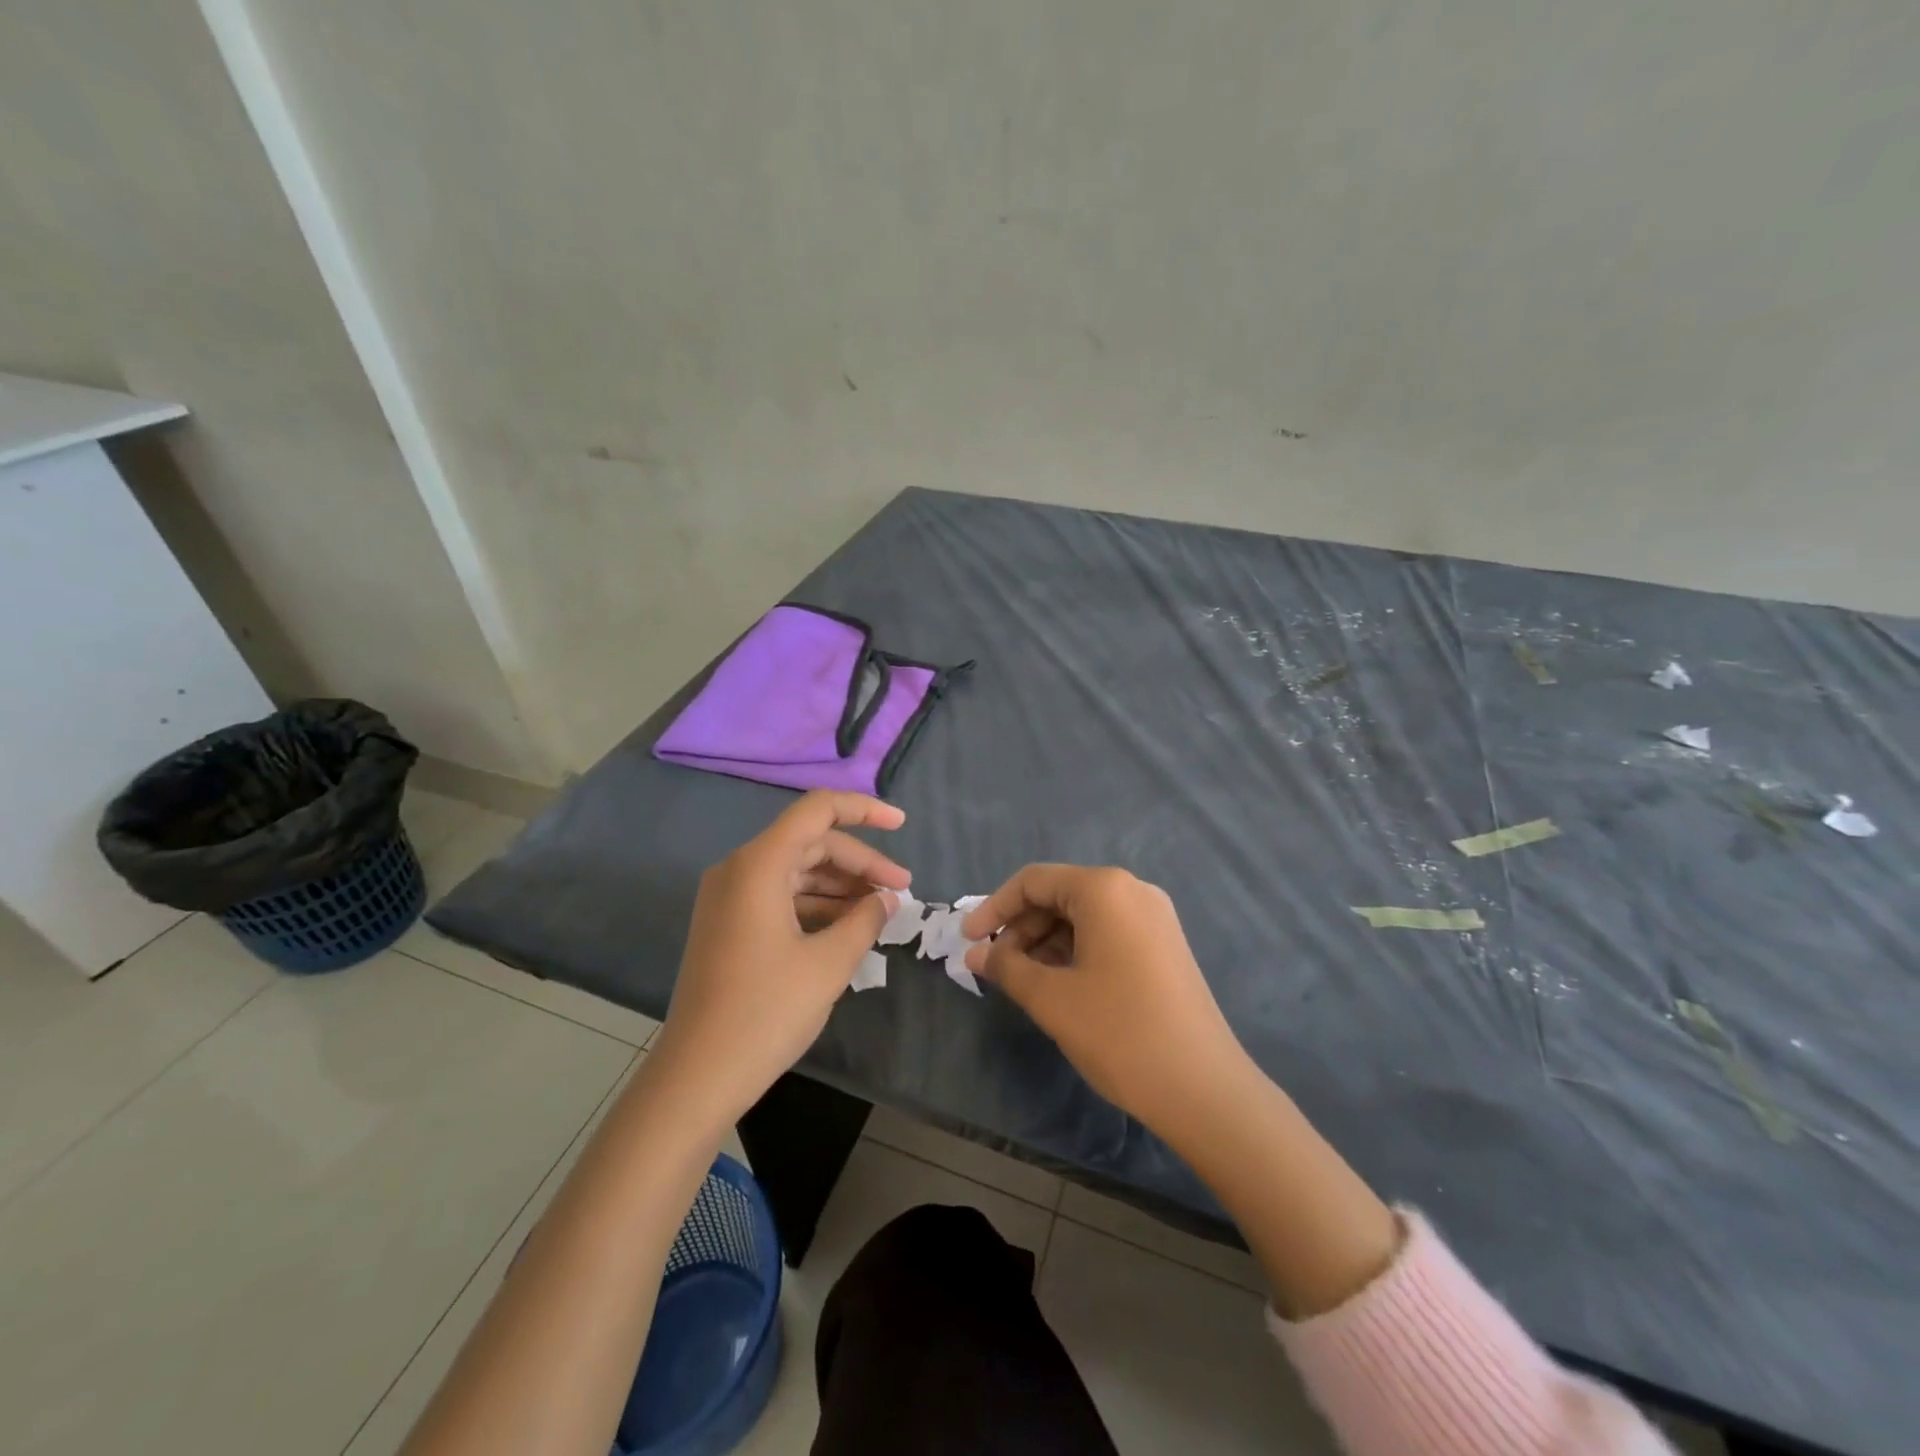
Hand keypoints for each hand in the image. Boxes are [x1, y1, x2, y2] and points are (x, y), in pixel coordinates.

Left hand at [651, 792, 909, 1125]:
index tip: (902, 825)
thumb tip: (886, 900)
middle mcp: (739, 869)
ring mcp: (729, 897)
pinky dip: (816, 904)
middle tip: (901, 890)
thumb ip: (865, 920)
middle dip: (860, 861)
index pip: (817, 810)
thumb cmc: (766, 1012)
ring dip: (840, 885)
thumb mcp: (829, 963)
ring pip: (796, 870)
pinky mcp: (728, 924)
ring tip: (881, 910)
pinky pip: (780, 895)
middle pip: (810, 842)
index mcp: (759, 864)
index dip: (864, 809)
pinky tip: (847, 926)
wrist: (697, 1076)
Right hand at [961, 866, 1247, 1136]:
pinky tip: (1059, 985)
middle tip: (995, 967)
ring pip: (1084, 916)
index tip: (967, 940)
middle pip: (1060, 895)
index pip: (1034, 880)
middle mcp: (1132, 891)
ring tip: (1023, 981)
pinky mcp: (1164, 946)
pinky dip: (1075, 951)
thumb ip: (1007, 967)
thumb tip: (975, 953)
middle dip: (1021, 927)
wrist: (1204, 1089)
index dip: (994, 908)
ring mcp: (1154, 919)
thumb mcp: (1052, 999)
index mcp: (1105, 889)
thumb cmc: (1119, 1033)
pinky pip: (1107, 934)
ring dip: (1046, 942)